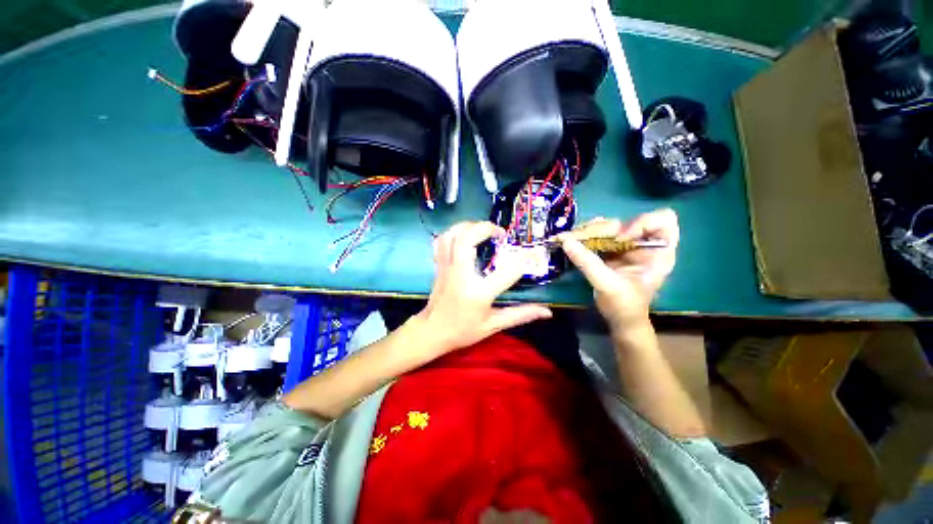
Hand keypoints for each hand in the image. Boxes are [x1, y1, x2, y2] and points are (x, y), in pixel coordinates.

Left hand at [413, 221, 552, 355]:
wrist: (432, 332)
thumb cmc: (463, 331)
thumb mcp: (493, 325)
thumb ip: (520, 315)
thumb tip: (547, 312)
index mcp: (478, 292)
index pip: (506, 272)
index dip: (522, 262)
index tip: (530, 256)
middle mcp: (460, 275)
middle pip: (467, 240)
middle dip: (484, 228)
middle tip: (499, 232)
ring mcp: (446, 268)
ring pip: (451, 236)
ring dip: (468, 226)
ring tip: (482, 230)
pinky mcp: (438, 266)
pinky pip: (441, 242)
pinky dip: (452, 233)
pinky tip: (463, 236)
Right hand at [559, 209, 678, 331]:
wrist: (620, 320)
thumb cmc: (624, 306)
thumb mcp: (607, 284)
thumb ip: (588, 262)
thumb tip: (565, 241)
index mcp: (658, 252)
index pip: (663, 220)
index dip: (641, 223)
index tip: (621, 238)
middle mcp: (644, 245)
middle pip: (626, 220)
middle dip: (603, 228)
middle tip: (582, 238)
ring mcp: (627, 247)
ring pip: (611, 226)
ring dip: (590, 230)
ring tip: (573, 238)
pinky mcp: (613, 252)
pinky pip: (600, 236)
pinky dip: (586, 236)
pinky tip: (574, 240)